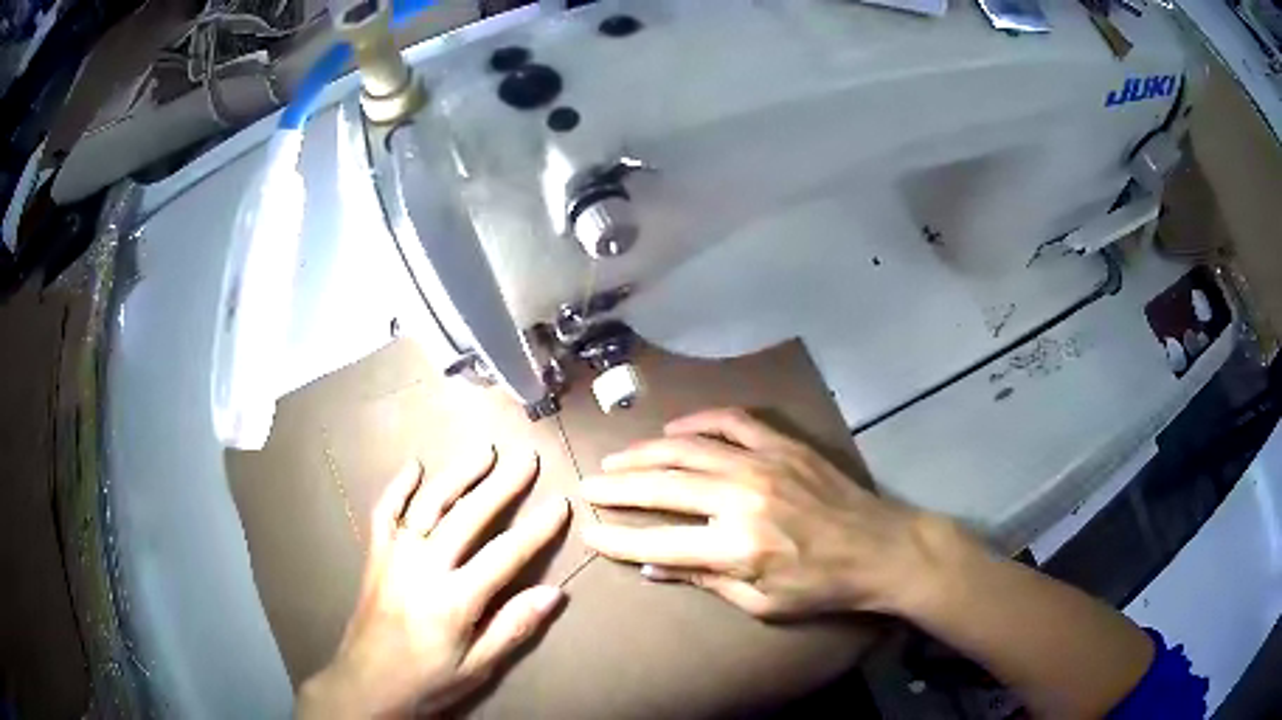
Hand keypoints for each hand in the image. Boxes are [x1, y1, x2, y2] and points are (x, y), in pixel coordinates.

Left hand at [297, 446, 569, 717]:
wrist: (366, 684)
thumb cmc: (427, 681)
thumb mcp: (477, 668)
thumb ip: (513, 628)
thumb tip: (555, 593)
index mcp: (454, 600)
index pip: (505, 555)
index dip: (537, 529)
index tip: (560, 504)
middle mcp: (423, 568)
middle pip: (468, 517)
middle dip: (502, 486)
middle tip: (527, 459)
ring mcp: (395, 556)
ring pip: (428, 505)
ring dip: (458, 474)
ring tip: (484, 451)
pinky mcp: (375, 556)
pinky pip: (384, 512)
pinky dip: (399, 486)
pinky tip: (415, 466)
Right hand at [579, 408, 966, 619]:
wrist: (881, 548)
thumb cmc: (821, 586)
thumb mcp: (762, 604)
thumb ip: (705, 580)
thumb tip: (652, 568)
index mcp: (737, 546)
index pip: (659, 542)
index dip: (618, 539)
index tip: (590, 532)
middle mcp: (742, 497)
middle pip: (662, 486)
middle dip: (617, 487)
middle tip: (588, 485)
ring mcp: (763, 462)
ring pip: (687, 448)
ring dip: (645, 452)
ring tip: (617, 458)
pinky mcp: (783, 444)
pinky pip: (732, 421)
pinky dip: (698, 421)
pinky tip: (674, 429)